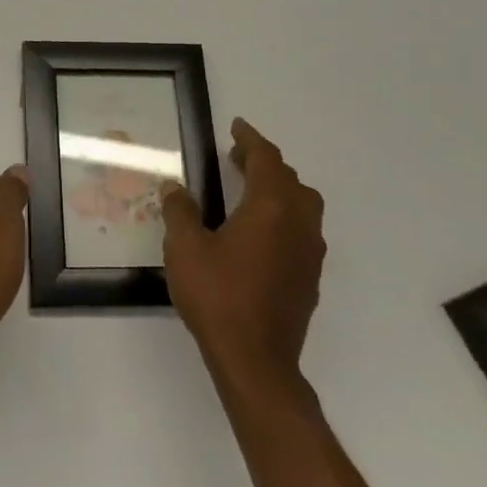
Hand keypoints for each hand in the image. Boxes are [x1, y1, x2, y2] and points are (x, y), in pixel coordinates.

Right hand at [162, 119, 325, 399]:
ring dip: (279, 189)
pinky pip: (302, 230)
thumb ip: (180, 212)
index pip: (265, 159)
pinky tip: (260, 234)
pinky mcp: (310, 277)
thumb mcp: (185, 249)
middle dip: (264, 163)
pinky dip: (284, 217)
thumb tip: (176, 188)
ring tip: (249, 191)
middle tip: (236, 157)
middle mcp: (298, 223)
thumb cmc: (218, 297)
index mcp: (270, 207)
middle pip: (289, 179)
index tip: (236, 126)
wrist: (256, 360)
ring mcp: (309, 252)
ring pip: (302, 205)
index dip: (250, 139)